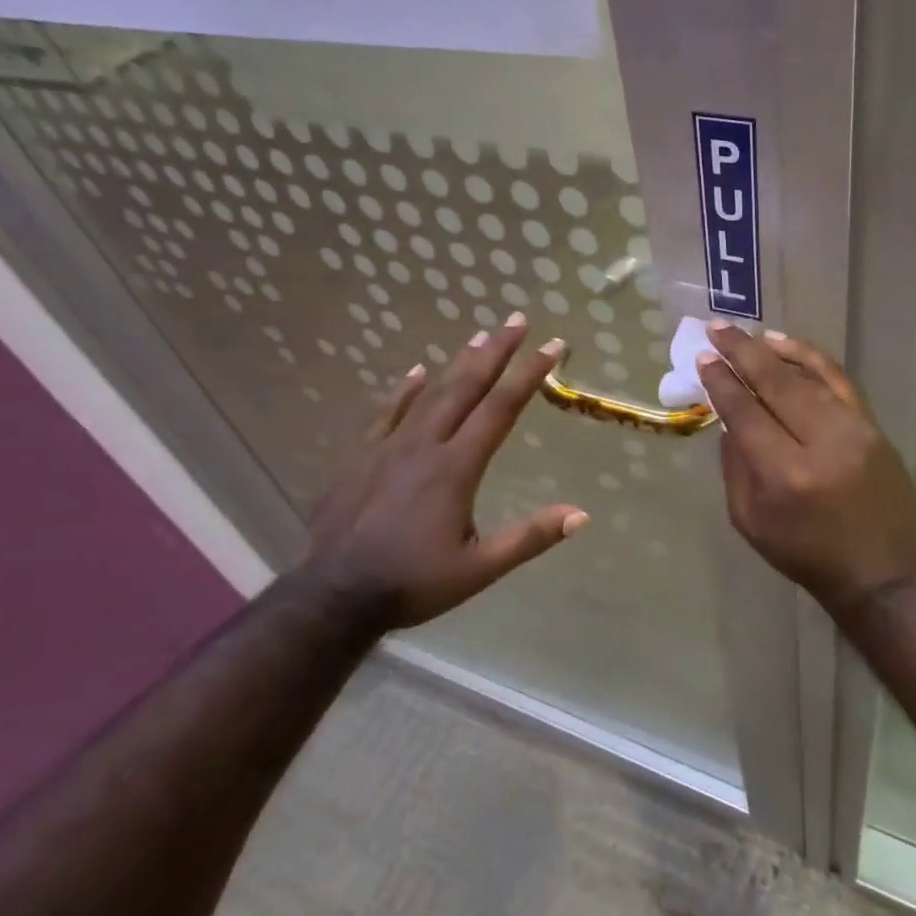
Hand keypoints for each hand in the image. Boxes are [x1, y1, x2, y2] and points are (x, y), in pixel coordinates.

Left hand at [295, 314, 587, 627]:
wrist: (334, 595)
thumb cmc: (413, 582)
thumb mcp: (480, 569)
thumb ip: (529, 537)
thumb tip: (581, 515)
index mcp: (457, 467)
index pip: (501, 408)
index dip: (529, 374)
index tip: (553, 346)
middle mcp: (425, 445)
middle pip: (466, 387)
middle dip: (496, 351)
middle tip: (517, 320)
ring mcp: (388, 447)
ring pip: (430, 393)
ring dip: (458, 363)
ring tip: (480, 336)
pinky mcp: (361, 457)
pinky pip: (388, 412)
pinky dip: (406, 390)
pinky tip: (417, 372)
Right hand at [696, 323, 915, 616]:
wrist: (882, 572)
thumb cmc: (806, 553)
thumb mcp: (750, 521)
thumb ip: (735, 467)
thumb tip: (729, 418)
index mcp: (784, 475)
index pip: (746, 413)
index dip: (723, 383)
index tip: (704, 359)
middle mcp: (821, 445)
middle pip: (776, 385)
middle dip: (743, 353)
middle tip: (718, 330)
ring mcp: (854, 431)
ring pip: (809, 377)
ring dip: (775, 352)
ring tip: (749, 335)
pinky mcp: (874, 427)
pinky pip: (840, 381)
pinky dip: (813, 359)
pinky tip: (790, 346)